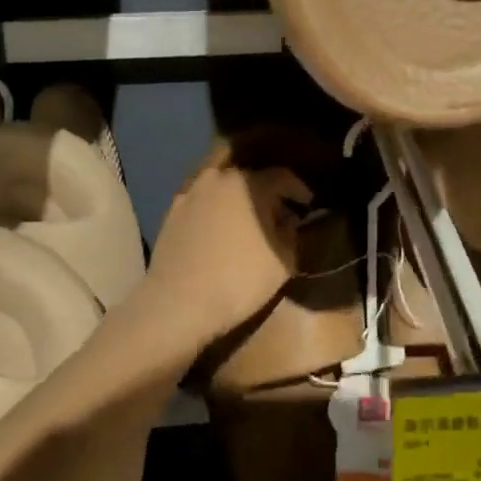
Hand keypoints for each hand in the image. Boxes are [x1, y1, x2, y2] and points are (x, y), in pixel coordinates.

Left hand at [148, 157, 312, 337]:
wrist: (177, 304)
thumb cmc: (238, 280)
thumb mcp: (282, 262)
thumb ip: (290, 234)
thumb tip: (286, 220)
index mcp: (248, 182)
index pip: (282, 176)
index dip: (298, 189)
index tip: (308, 204)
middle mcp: (218, 177)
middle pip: (250, 175)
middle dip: (266, 189)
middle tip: (277, 209)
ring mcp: (191, 193)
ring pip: (222, 185)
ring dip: (238, 196)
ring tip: (247, 218)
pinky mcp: (172, 212)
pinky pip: (202, 201)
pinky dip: (215, 209)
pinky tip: (219, 229)